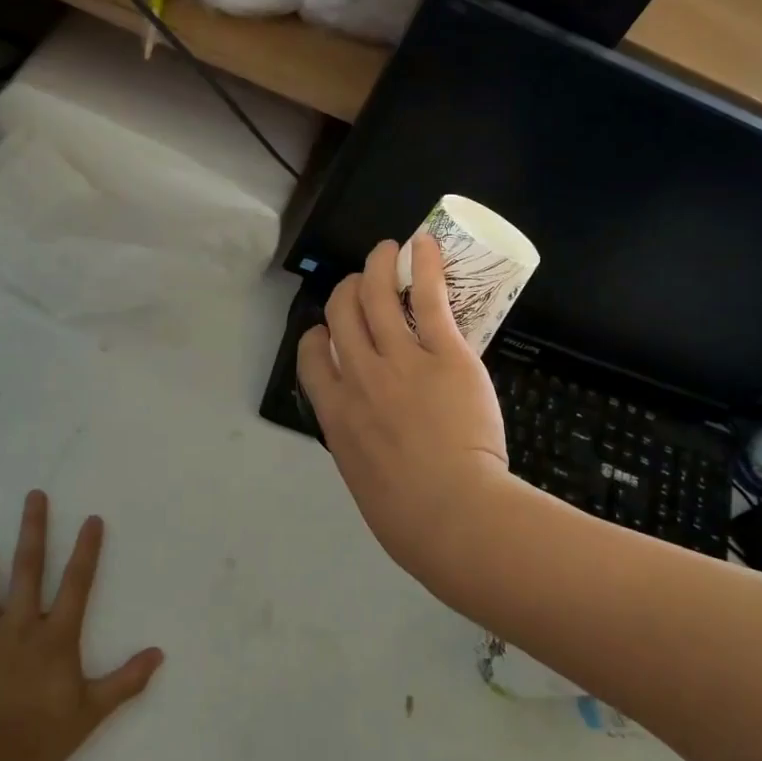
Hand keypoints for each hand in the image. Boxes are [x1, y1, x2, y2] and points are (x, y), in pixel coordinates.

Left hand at [0, 496, 162, 760]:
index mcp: (55, 636)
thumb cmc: (35, 737)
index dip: (86, 550)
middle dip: (33, 529)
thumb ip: (125, 681)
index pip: (76, 584)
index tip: (91, 519)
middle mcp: (20, 623)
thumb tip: (159, 654)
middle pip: (28, 568)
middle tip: (34, 494)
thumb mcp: (89, 713)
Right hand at [297, 236, 510, 580]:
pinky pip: (428, 297)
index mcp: (335, 413)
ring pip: (377, 295)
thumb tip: (373, 439)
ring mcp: (400, 361)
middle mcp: (360, 377)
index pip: (311, 356)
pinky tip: (423, 244)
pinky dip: (423, 264)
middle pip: (341, 314)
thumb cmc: (408, 516)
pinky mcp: (443, 354)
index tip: (329, 328)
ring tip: (387, 249)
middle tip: (363, 279)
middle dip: (348, 288)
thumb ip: (361, 445)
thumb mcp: (363, 479)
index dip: (318, 333)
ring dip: (378, 264)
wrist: (450, 514)